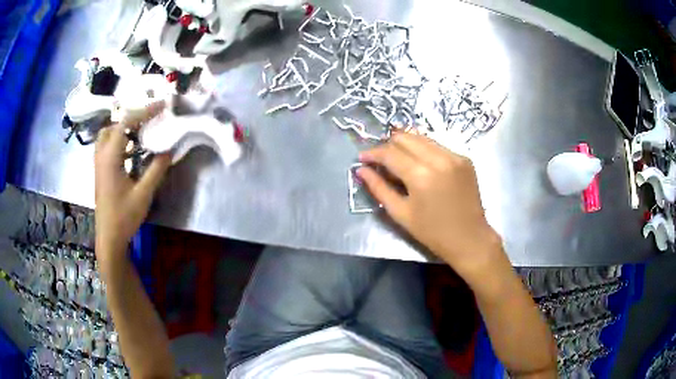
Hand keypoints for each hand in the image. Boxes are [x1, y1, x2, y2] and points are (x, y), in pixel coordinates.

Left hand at [94, 102, 170, 267]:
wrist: (109, 237)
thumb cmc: (124, 217)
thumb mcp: (143, 194)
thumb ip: (156, 169)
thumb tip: (170, 149)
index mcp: (110, 157)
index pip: (125, 123)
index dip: (144, 111)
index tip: (161, 106)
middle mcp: (101, 155)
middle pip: (114, 124)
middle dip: (132, 118)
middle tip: (150, 121)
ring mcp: (99, 163)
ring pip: (109, 134)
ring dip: (125, 129)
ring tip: (142, 134)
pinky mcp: (100, 170)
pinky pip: (108, 146)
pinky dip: (121, 141)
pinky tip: (132, 152)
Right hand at [358, 133, 502, 277]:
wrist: (469, 238)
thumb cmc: (432, 232)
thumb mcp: (401, 213)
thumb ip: (379, 188)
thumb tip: (361, 169)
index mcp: (421, 175)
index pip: (390, 153)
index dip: (373, 153)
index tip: (362, 158)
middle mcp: (439, 158)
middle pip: (405, 137)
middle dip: (388, 145)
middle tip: (381, 160)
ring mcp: (454, 156)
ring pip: (422, 138)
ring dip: (406, 145)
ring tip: (399, 160)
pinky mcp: (464, 159)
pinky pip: (437, 146)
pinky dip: (424, 151)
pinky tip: (421, 165)